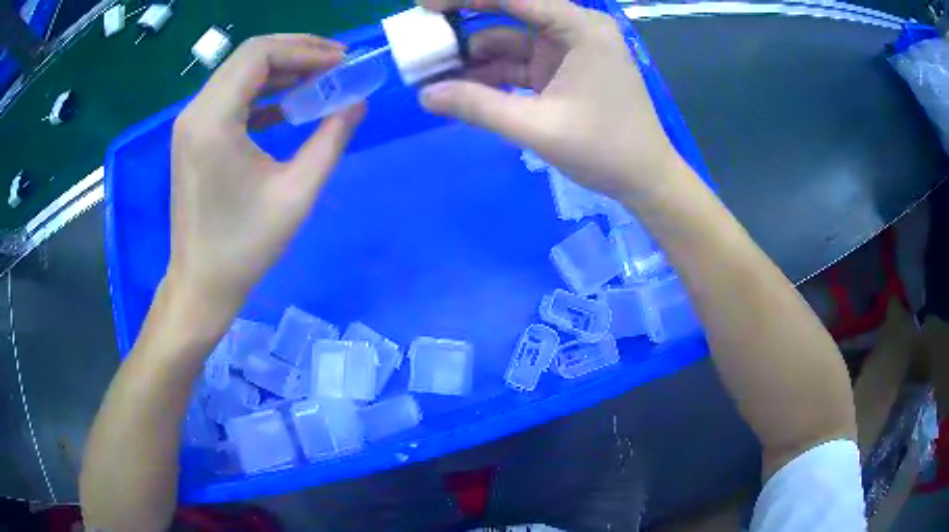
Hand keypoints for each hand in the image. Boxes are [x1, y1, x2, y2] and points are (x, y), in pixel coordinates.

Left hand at [170, 35, 365, 315]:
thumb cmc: (245, 246)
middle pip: (249, 56)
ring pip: (239, 73)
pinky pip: (230, 97)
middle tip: (337, 65)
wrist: (202, 282)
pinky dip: (262, 92)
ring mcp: (191, 123)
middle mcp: (195, 112)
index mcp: (214, 120)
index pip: (259, 54)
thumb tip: (358, 102)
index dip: (305, 50)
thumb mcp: (298, 192)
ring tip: (320, 81)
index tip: (342, 61)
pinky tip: (289, 106)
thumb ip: (332, 139)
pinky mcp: (194, 136)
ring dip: (281, 71)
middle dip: (296, 53)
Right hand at [418, 0, 680, 196]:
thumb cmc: (606, 149)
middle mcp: (573, 29)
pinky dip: (488, 74)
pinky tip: (459, 86)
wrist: (644, 179)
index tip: (425, 6)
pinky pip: (516, 63)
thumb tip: (425, 94)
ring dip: (471, 55)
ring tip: (431, 71)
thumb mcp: (538, 127)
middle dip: (464, 21)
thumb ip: (479, 107)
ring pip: (508, 40)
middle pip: (510, 11)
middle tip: (424, 34)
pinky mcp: (559, 71)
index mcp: (580, 28)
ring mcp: (566, 50)